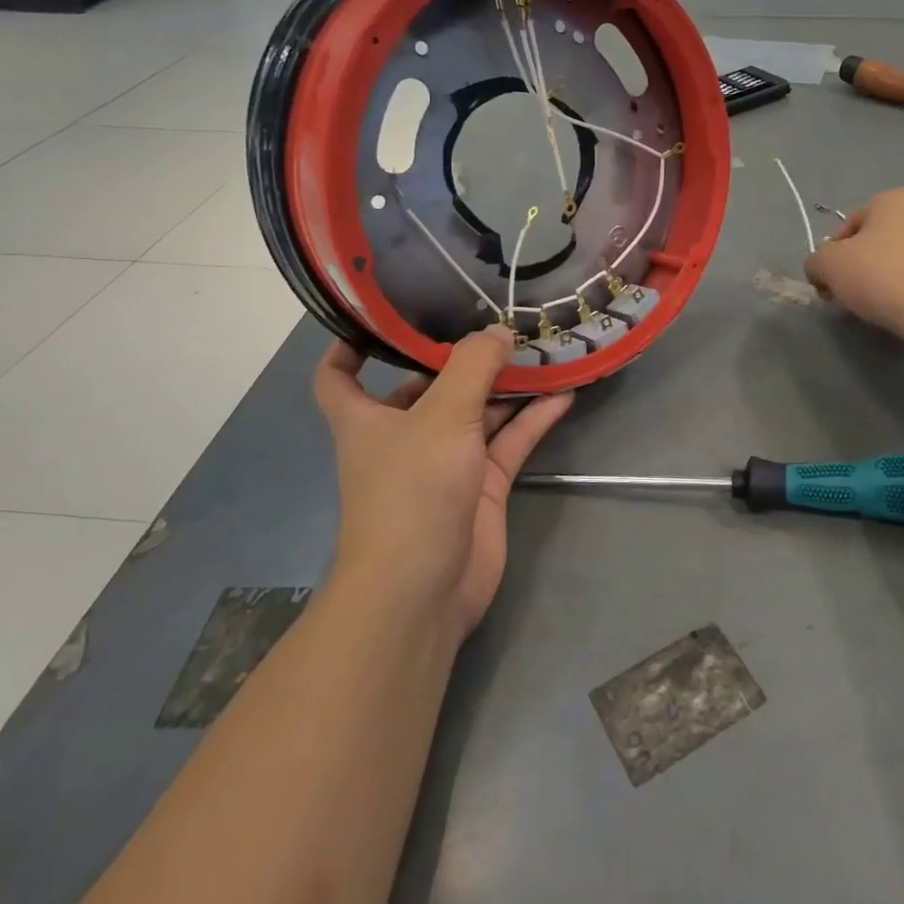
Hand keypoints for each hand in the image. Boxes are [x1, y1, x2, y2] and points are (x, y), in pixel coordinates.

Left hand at [313, 327, 572, 642]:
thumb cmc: (412, 492)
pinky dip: (534, 418)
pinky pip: (510, 441)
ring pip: (478, 411)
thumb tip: (499, 332)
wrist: (423, 589)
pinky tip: (564, 392)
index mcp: (367, 418)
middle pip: (428, 386)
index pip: (339, 375)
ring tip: (544, 347)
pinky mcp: (482, 485)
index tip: (382, 315)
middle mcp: (405, 435)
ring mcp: (447, 462)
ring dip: (507, 385)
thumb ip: (473, 367)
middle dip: (460, 357)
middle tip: (500, 319)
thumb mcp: (442, 416)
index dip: (351, 344)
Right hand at [804, 186, 903, 338]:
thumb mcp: (828, 265)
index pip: (850, 225)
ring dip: (890, 273)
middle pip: (880, 238)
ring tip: (880, 303)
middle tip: (852, 293)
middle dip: (863, 263)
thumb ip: (816, 261)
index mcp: (894, 198)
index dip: (833, 255)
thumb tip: (819, 269)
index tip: (831, 283)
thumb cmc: (880, 276)